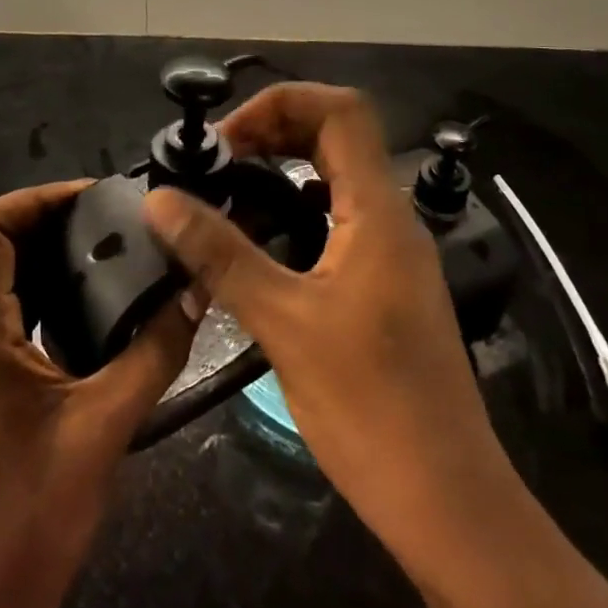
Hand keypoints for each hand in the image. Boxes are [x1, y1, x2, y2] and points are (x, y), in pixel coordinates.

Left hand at [0, 180, 196, 607]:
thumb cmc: (34, 511)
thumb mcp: (106, 425)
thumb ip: (154, 351)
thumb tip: (196, 292)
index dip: (35, 197)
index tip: (94, 198)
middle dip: (54, 220)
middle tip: (118, 219)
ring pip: (4, 273)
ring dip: (53, 252)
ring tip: (115, 246)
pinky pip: (10, 306)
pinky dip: (48, 286)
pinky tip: (97, 297)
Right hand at [143, 84, 514, 569]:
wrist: (448, 505)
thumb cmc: (371, 408)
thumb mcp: (283, 323)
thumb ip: (219, 253)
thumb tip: (159, 200)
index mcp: (379, 212)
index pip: (341, 111)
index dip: (282, 103)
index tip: (229, 139)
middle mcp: (392, 219)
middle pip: (337, 135)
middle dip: (274, 130)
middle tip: (219, 159)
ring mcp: (391, 253)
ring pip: (336, 178)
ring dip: (283, 168)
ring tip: (227, 190)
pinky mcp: (383, 284)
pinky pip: (337, 218)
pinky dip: (294, 209)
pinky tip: (256, 242)